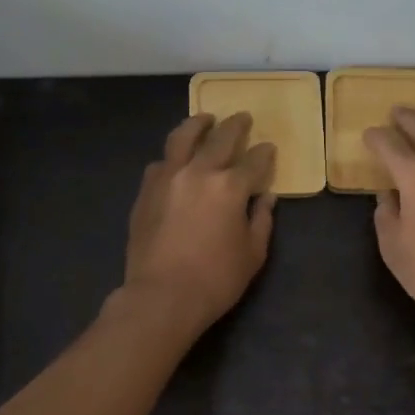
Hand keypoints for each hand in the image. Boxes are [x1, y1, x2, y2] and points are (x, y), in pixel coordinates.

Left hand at [119, 113, 276, 335]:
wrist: (162, 296)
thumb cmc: (216, 279)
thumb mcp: (252, 254)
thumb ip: (262, 220)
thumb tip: (266, 198)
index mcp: (230, 187)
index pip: (254, 161)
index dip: (264, 154)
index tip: (268, 148)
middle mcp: (198, 172)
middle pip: (219, 138)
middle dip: (235, 126)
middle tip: (243, 117)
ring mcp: (167, 178)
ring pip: (182, 138)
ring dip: (197, 125)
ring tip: (205, 119)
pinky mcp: (145, 192)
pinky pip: (160, 163)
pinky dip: (172, 156)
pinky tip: (175, 159)